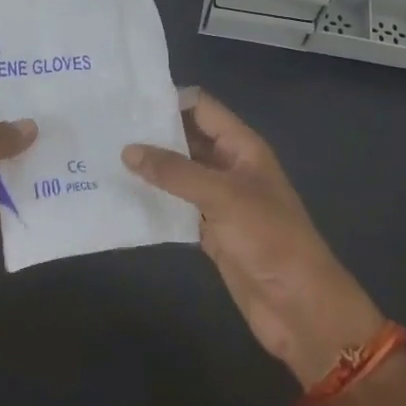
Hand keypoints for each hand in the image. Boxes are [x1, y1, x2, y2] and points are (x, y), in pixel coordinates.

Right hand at [124, 92, 384, 387]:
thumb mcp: (222, 196)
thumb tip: (128, 149)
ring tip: (105, 157)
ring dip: (150, 168)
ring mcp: (219, 200)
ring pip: (179, 174)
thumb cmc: (268, 237)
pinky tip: (122, 198)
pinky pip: (177, 207)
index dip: (169, 100)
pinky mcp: (210, 231)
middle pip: (187, 138)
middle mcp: (229, 166)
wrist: (299, 305)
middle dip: (153, 133)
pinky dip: (155, 202)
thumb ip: (175, 171)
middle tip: (105, 128)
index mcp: (242, 146)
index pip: (202, 108)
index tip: (126, 100)